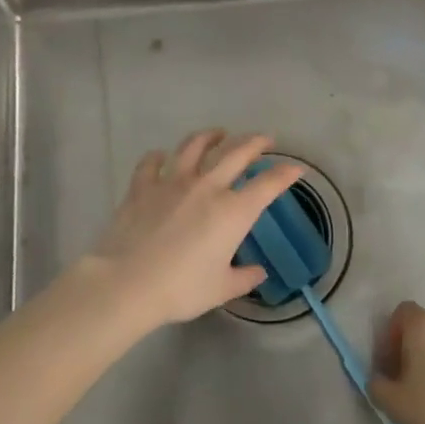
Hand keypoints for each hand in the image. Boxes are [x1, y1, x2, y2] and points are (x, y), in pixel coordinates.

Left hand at [84, 130, 301, 329]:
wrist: (128, 283)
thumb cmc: (181, 289)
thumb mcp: (220, 289)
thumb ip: (243, 278)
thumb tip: (259, 272)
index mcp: (233, 211)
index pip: (268, 184)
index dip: (285, 173)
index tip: (296, 167)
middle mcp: (207, 187)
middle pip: (236, 153)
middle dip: (255, 142)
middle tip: (264, 138)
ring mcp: (173, 181)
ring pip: (195, 146)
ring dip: (210, 136)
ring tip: (217, 133)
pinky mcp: (143, 185)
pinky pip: (151, 162)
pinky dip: (158, 156)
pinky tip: (160, 156)